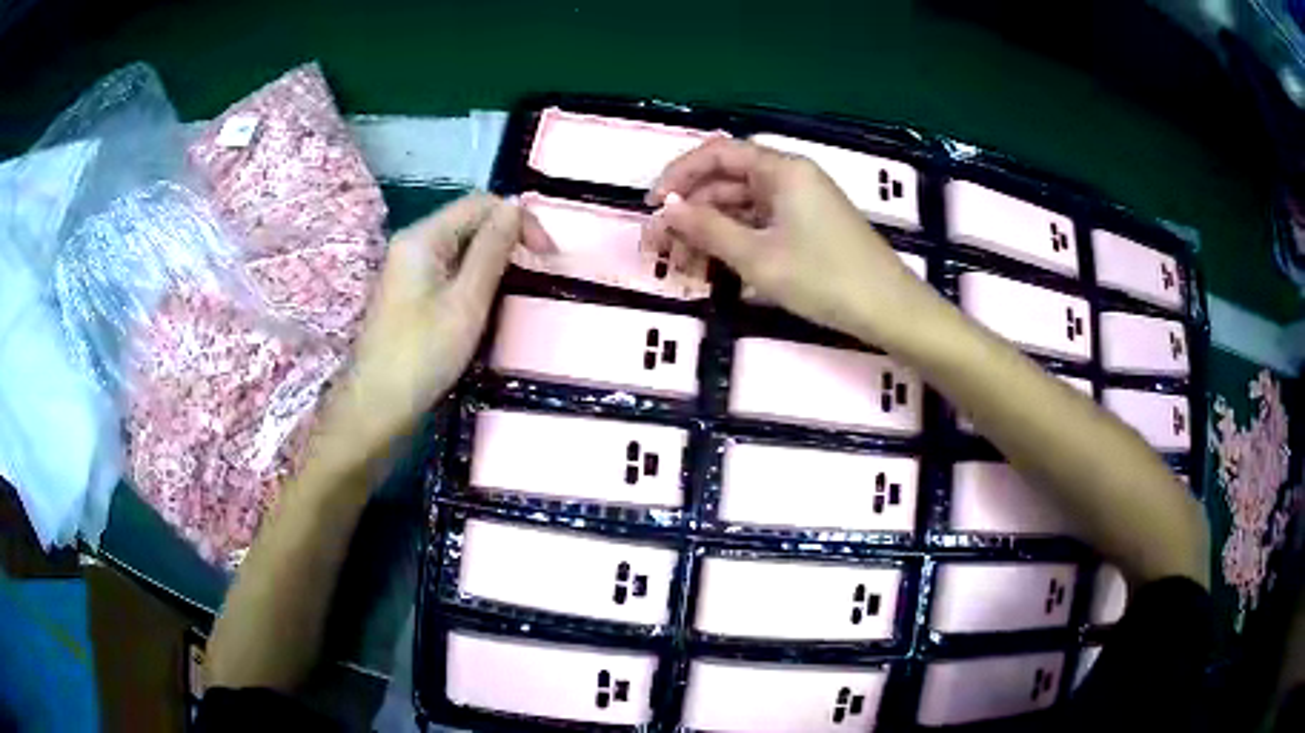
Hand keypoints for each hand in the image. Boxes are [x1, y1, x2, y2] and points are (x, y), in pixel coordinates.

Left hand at [328, 194, 552, 449]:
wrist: (377, 406)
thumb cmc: (422, 355)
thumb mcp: (467, 301)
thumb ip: (492, 250)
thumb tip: (514, 207)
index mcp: (422, 237)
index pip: (480, 204)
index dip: (518, 219)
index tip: (547, 254)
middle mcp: (412, 242)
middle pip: (469, 220)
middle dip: (507, 236)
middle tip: (538, 268)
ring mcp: (408, 267)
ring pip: (461, 244)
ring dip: (493, 256)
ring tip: (519, 283)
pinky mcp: (409, 290)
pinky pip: (449, 266)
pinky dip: (474, 273)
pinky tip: (488, 297)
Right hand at [643, 138, 933, 344]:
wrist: (889, 310)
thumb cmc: (824, 278)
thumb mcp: (757, 257)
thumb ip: (707, 228)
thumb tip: (665, 208)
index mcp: (780, 169)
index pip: (716, 154)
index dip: (678, 175)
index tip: (652, 207)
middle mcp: (788, 177)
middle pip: (726, 184)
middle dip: (689, 215)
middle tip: (660, 251)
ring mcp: (800, 204)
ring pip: (741, 209)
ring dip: (709, 235)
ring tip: (685, 271)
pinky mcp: (807, 229)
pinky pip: (760, 227)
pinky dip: (735, 245)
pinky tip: (716, 272)